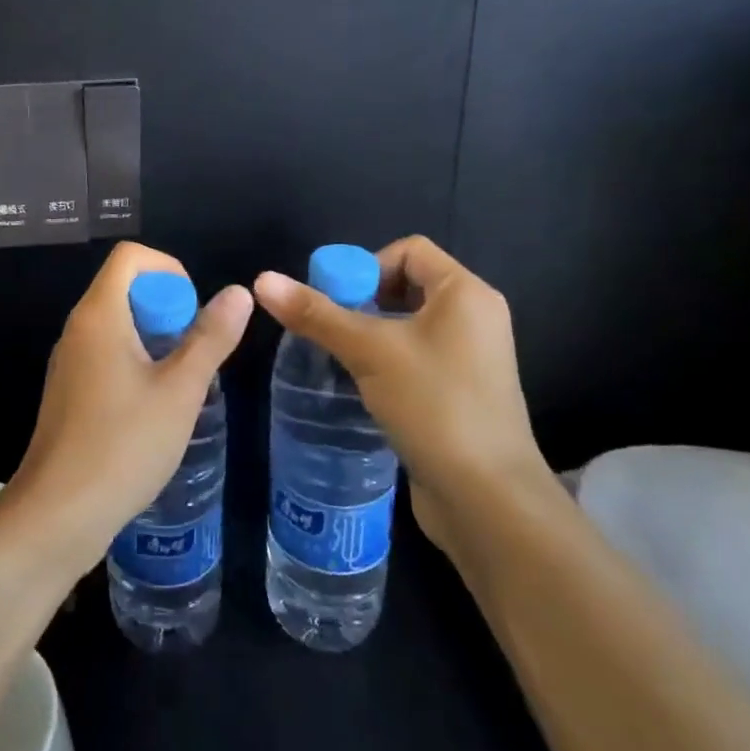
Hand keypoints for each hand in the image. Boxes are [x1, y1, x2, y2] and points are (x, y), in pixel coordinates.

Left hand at [3, 242, 251, 577]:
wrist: (57, 514)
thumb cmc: (123, 445)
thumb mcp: (180, 391)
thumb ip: (210, 338)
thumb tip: (238, 292)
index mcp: (99, 315)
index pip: (130, 256)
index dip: (169, 270)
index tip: (192, 314)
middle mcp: (78, 328)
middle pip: (125, 288)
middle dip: (167, 310)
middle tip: (191, 356)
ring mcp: (69, 361)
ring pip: (118, 324)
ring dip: (155, 341)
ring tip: (179, 386)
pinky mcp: (68, 391)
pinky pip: (106, 354)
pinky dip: (135, 364)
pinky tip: (153, 411)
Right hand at [253, 236, 549, 558]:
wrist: (488, 500)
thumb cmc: (434, 406)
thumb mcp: (368, 351)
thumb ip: (315, 314)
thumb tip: (261, 279)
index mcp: (466, 294)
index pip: (409, 250)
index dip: (366, 265)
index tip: (337, 300)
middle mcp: (476, 318)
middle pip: (407, 284)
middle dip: (363, 301)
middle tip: (330, 328)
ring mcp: (472, 358)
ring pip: (409, 325)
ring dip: (370, 334)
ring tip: (339, 357)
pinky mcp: (462, 393)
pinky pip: (417, 357)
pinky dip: (387, 361)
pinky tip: (362, 386)